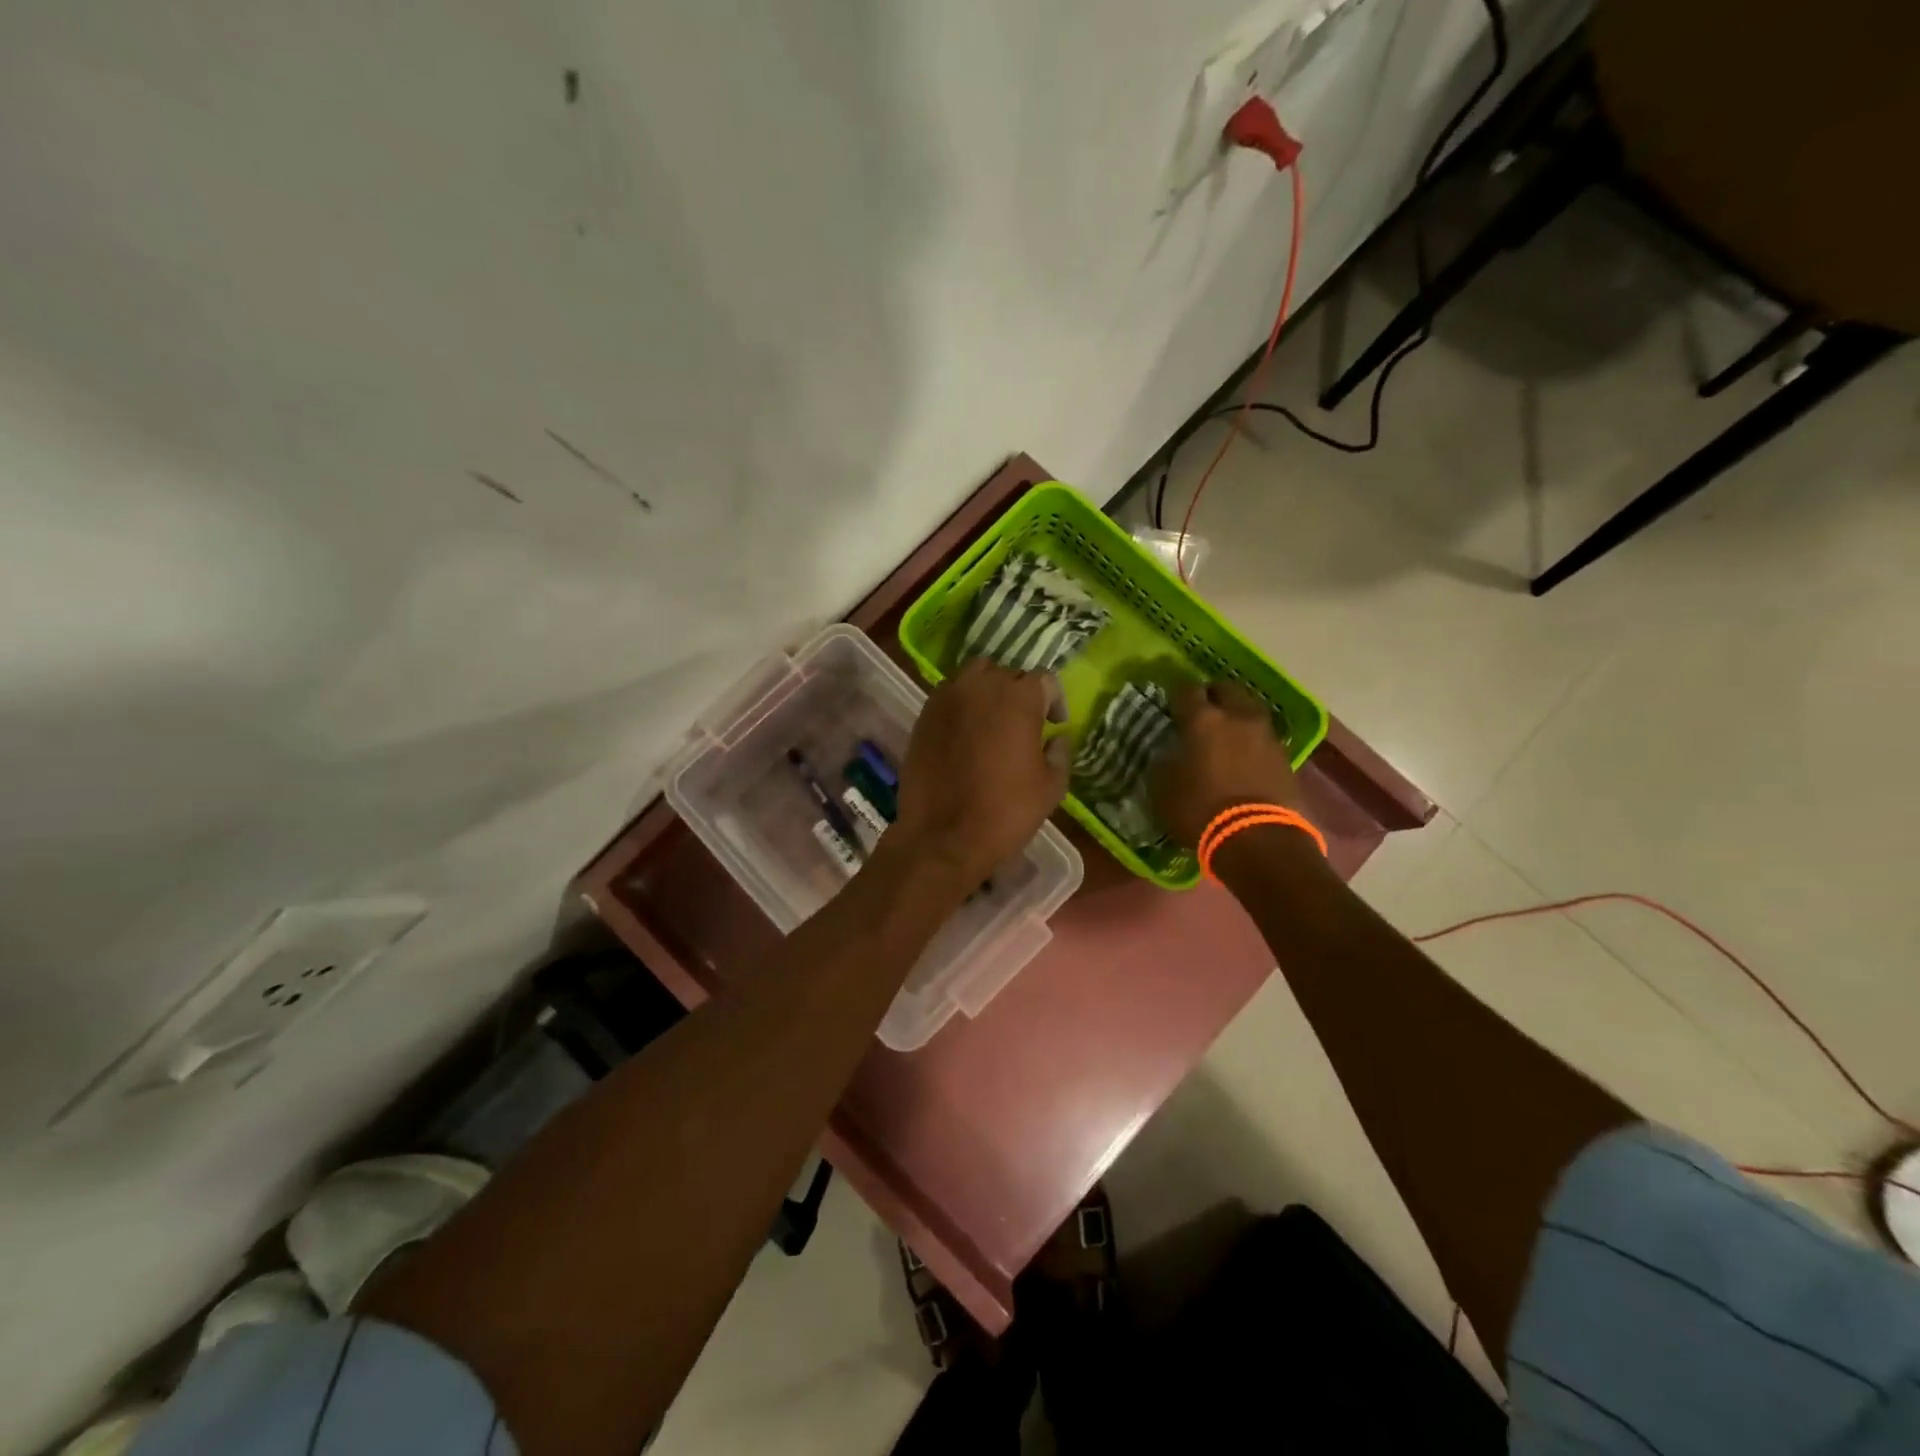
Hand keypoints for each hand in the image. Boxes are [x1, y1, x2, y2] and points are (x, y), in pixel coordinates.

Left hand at [893, 659, 1068, 884]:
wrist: (943, 836)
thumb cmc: (1006, 811)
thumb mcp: (1051, 787)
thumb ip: (1060, 753)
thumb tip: (1057, 739)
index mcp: (1019, 697)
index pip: (1045, 680)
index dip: (1055, 700)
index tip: (1055, 724)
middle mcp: (981, 686)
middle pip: (1008, 673)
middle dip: (1021, 693)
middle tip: (1025, 722)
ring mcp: (947, 698)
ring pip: (974, 677)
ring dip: (988, 691)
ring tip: (993, 720)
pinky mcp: (924, 715)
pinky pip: (949, 696)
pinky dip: (962, 705)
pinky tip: (966, 732)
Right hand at [1151, 681, 1299, 848]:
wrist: (1258, 839)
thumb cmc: (1200, 811)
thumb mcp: (1163, 790)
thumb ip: (1164, 764)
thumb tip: (1168, 755)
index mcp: (1203, 719)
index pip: (1185, 690)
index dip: (1175, 695)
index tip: (1169, 704)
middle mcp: (1237, 717)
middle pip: (1225, 689)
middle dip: (1212, 695)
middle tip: (1200, 710)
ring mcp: (1265, 735)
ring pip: (1249, 709)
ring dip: (1236, 714)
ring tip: (1225, 731)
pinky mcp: (1285, 757)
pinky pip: (1263, 736)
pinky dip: (1251, 739)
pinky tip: (1243, 755)